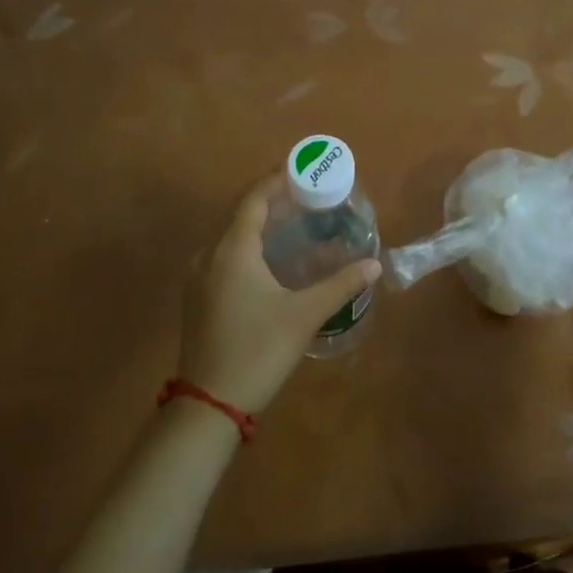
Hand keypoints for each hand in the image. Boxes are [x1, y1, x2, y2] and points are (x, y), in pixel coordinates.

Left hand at [179, 174, 381, 414]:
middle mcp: (210, 255)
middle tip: (306, 195)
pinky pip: (225, 256)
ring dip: (260, 225)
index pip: (254, 199)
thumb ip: (340, 284)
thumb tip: (374, 264)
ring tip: (293, 223)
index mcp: (233, 250)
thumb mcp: (305, 315)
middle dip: (272, 200)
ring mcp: (199, 278)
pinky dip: (249, 246)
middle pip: (241, 214)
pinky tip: (271, 261)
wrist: (209, 404)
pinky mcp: (198, 298)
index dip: (276, 180)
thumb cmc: (258, 349)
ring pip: (231, 237)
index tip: (300, 168)